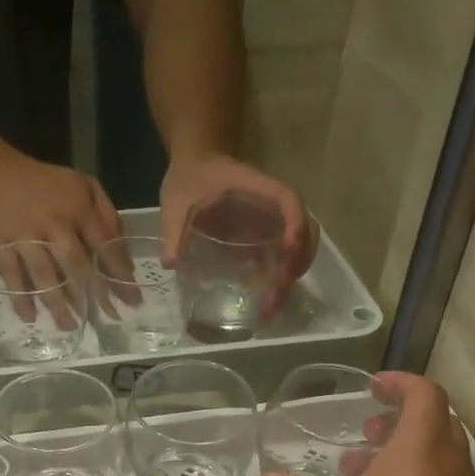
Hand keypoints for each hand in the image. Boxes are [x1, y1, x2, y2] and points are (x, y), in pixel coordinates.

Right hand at [0, 149, 122, 324]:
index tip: (132, 299)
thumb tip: (122, 249)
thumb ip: (106, 213)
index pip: (104, 245)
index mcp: (77, 209)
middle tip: (107, 319)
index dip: (119, 273)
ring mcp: (25, 235)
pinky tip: (30, 317)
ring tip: (70, 326)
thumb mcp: (82, 184)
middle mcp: (53, 224)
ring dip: (58, 303)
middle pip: (76, 265)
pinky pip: (11, 274)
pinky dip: (20, 296)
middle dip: (93, 294)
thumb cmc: (43, 182)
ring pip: (44, 274)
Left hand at [160, 152, 315, 319]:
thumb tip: (171, 262)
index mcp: (257, 188)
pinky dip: (276, 281)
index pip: (288, 201)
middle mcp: (272, 207)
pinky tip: (262, 305)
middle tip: (273, 298)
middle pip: (303, 232)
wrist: (194, 166)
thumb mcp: (176, 200)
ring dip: (288, 279)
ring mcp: (270, 224)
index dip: (294, 224)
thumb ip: (173, 228)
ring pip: (296, 250)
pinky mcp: (262, 239)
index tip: (288, 250)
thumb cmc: (189, 177)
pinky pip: (278, 260)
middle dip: (294, 265)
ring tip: (268, 310)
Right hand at [254, 373, 474, 475]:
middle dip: (397, 420)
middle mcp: (449, 462)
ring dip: (402, 453)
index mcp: (420, 446)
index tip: (372, 387)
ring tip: (361, 472)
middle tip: (365, 430)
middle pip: (434, 422)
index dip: (399, 383)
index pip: (423, 393)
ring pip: (437, 455)